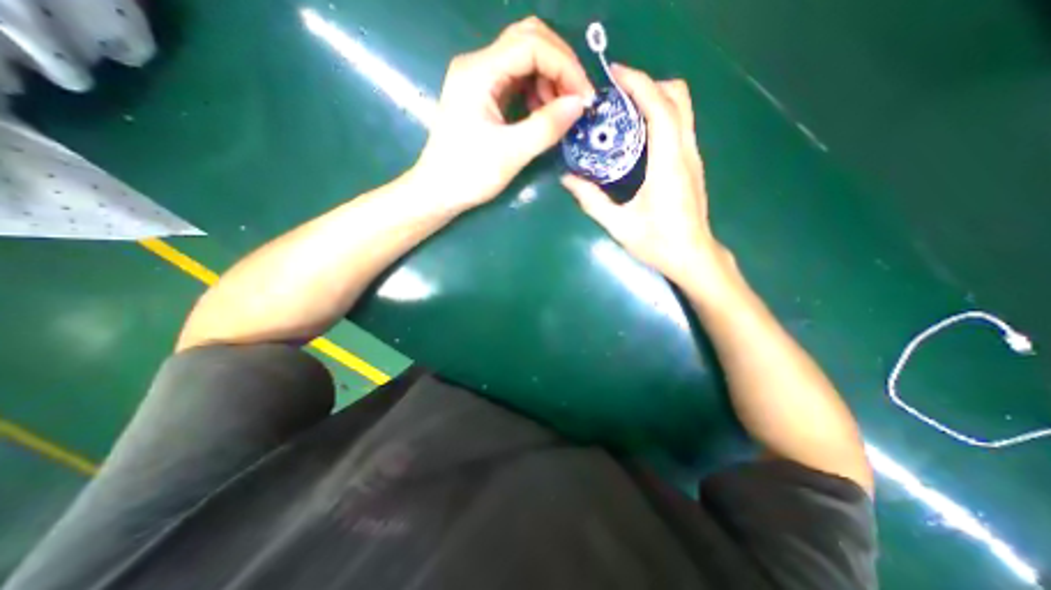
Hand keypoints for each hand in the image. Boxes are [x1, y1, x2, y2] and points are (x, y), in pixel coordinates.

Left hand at [413, 15, 594, 212]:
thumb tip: (579, 104)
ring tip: (559, 112)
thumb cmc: (468, 174)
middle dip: (560, 67)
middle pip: (529, 41)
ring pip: (524, 59)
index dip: (565, 66)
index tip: (585, 98)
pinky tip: (542, 113)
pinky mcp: (483, 96)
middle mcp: (478, 66)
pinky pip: (517, 81)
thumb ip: (546, 127)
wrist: (438, 192)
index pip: (531, 45)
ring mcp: (480, 80)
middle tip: (577, 99)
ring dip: (549, 79)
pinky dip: (536, 92)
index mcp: (479, 73)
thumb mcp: (511, 153)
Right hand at [563, 64, 732, 293]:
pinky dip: (660, 115)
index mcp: (668, 164)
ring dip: (655, 98)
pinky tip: (637, 134)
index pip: (660, 108)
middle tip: (616, 96)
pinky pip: (680, 124)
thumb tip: (567, 180)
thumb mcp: (619, 225)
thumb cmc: (658, 243)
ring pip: (682, 108)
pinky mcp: (692, 163)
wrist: (693, 257)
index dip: (639, 83)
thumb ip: (592, 201)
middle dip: (648, 84)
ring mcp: (693, 156)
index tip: (614, 74)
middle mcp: (686, 152)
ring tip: (623, 110)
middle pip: (678, 96)